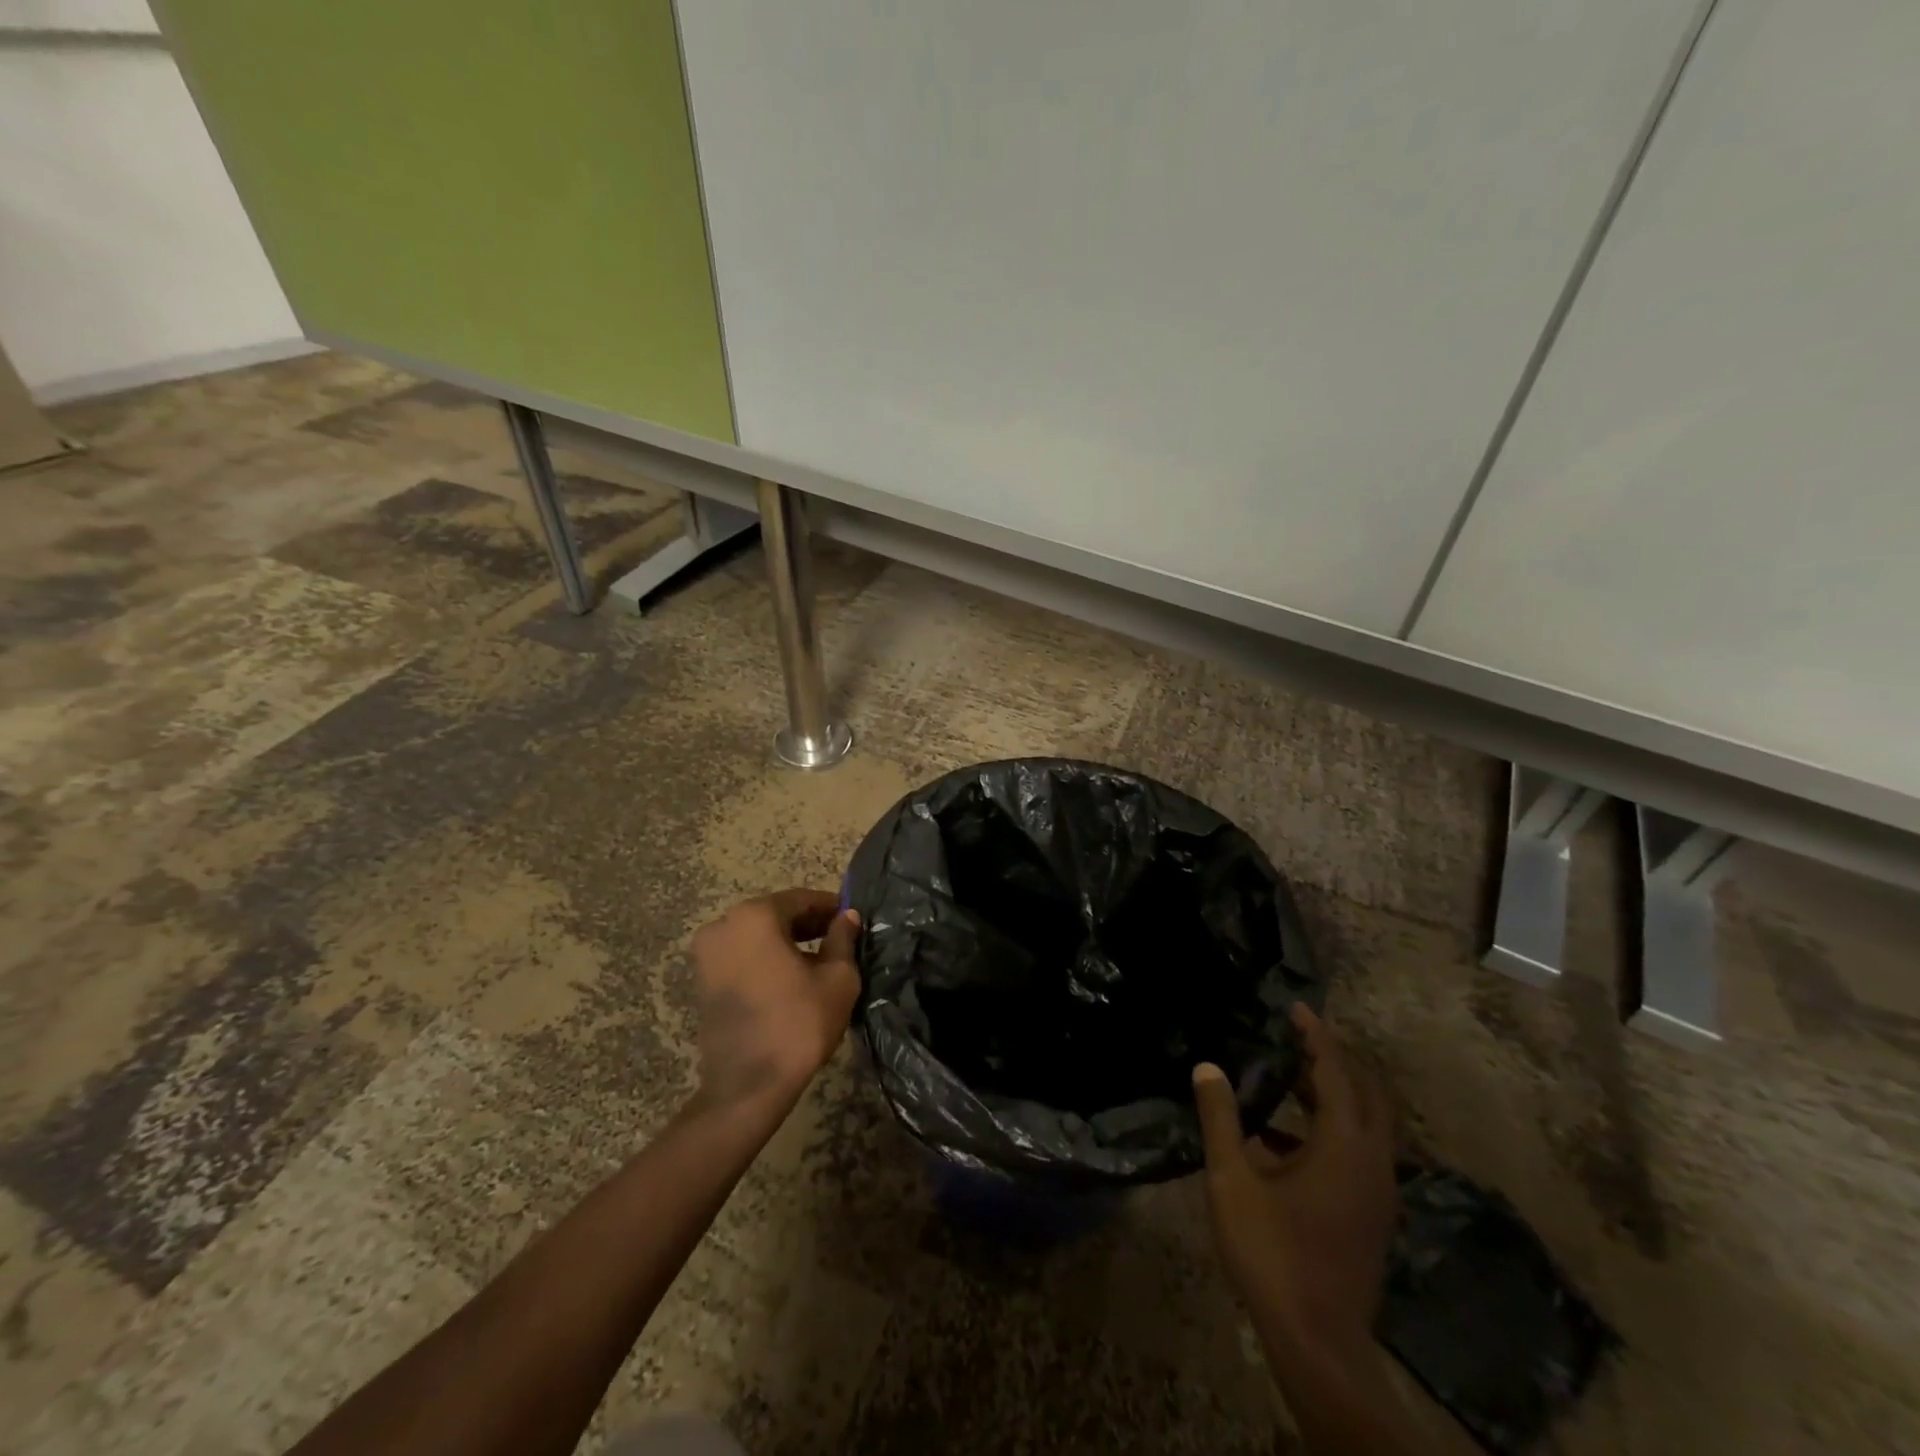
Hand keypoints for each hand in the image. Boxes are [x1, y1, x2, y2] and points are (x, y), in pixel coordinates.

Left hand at [689, 889, 861, 1107]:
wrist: (748, 1087)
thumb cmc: (799, 1023)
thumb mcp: (838, 978)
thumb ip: (843, 939)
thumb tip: (847, 917)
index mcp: (755, 916)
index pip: (801, 899)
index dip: (830, 906)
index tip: (851, 917)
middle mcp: (723, 925)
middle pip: (775, 914)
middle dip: (808, 923)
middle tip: (839, 937)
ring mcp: (707, 953)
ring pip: (756, 935)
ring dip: (786, 941)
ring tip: (819, 959)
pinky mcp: (702, 980)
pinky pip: (741, 955)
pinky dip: (765, 958)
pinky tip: (791, 976)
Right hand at [1193, 1004, 1397, 1358]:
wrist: (1318, 1343)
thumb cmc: (1273, 1252)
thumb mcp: (1232, 1179)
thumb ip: (1221, 1118)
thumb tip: (1207, 1067)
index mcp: (1344, 1146)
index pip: (1336, 1073)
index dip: (1316, 1037)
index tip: (1297, 1008)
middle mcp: (1373, 1163)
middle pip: (1367, 1094)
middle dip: (1336, 1061)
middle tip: (1298, 1038)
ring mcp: (1378, 1193)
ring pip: (1366, 1125)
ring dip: (1333, 1095)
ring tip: (1288, 1077)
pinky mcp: (1372, 1215)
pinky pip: (1359, 1152)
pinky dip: (1330, 1129)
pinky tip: (1284, 1139)